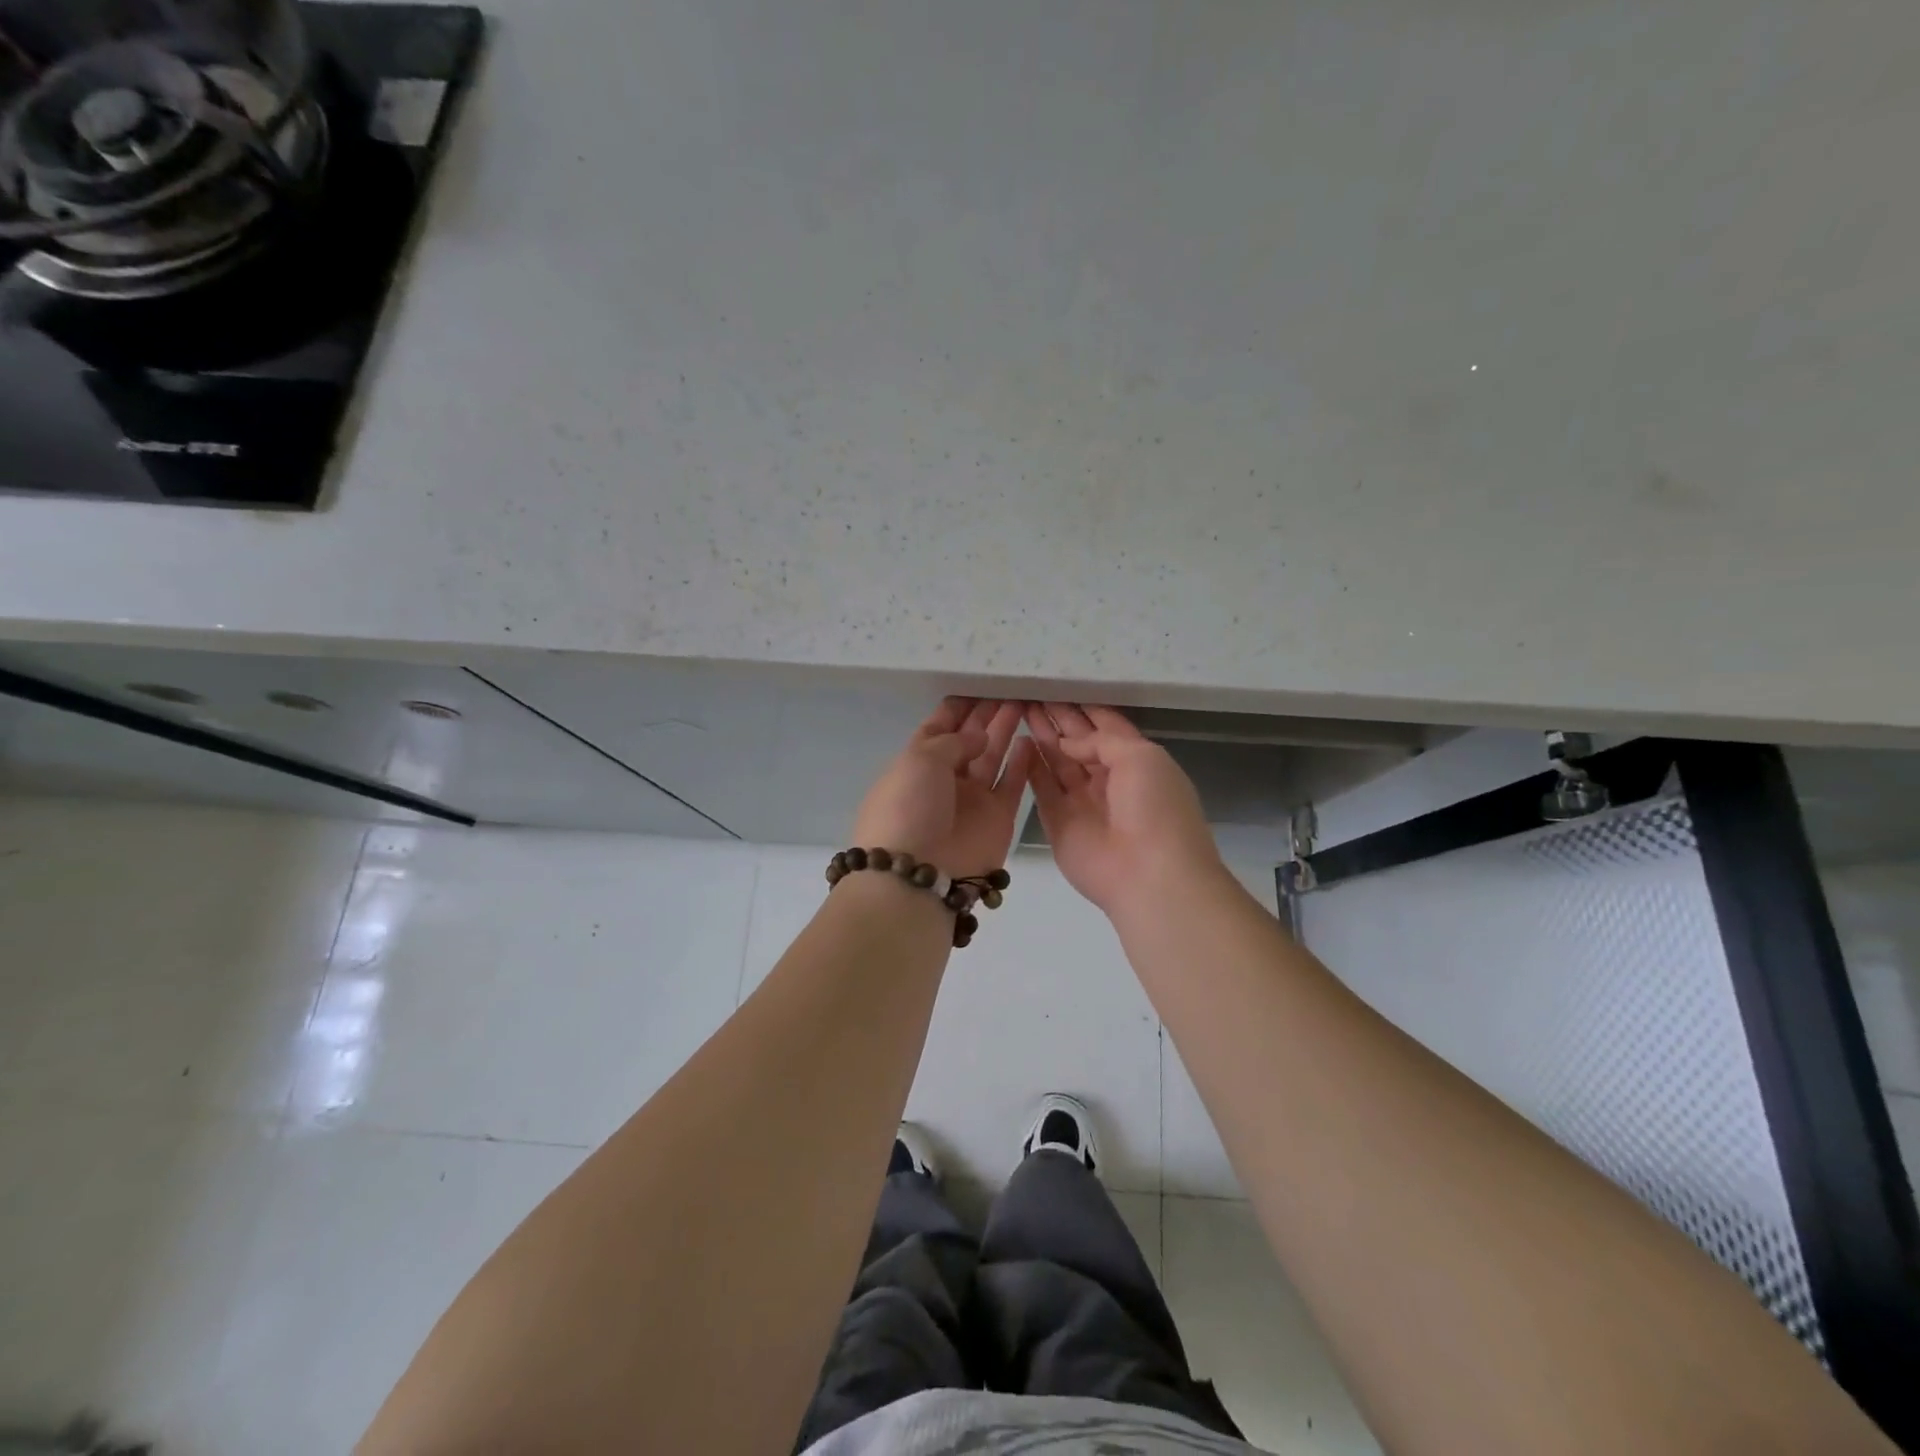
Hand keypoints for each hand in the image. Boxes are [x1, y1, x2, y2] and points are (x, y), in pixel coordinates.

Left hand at [851, 698, 1032, 877]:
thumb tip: (979, 738)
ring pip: (992, 757)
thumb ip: (954, 741)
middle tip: (1010, 689)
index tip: (980, 685)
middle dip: (986, 715)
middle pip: (969, 740)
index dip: (958, 708)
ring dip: (1005, 731)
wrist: (919, 872)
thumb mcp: (920, 759)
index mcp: (917, 762)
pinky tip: (1032, 739)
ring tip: (1023, 704)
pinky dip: (1022, 762)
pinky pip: (1012, 784)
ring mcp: (972, 799)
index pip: (938, 727)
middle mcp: (945, 779)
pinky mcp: (998, 818)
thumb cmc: (909, 807)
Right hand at [1027, 703, 1222, 913]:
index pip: (1107, 727)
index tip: (1059, 685)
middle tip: (1031, 694)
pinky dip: (1031, 768)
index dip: (1084, 708)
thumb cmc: (1155, 808)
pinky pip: (1042, 790)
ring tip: (1020, 709)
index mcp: (1137, 761)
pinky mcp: (1059, 823)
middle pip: (1079, 743)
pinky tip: (1018, 743)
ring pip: (1058, 763)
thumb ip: (1102, 740)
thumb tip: (1068, 743)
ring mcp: (1083, 802)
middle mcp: (1109, 780)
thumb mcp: (1140, 757)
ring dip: (1042, 737)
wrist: (1150, 876)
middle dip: (1058, 719)